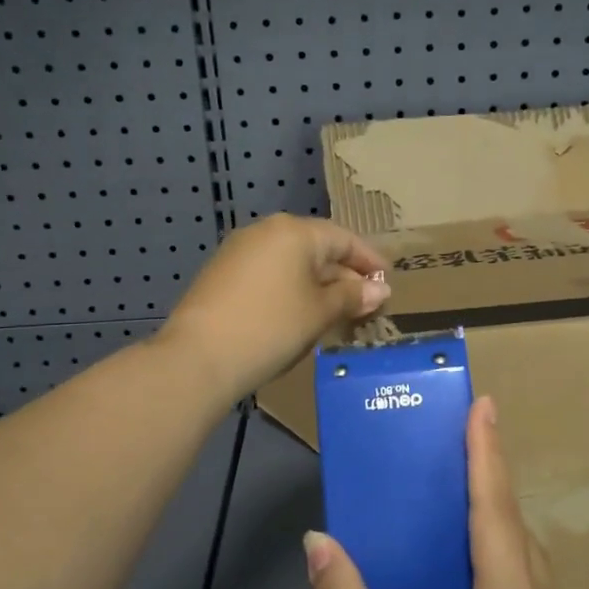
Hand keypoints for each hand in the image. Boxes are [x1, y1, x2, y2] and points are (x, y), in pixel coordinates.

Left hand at [159, 213, 390, 405]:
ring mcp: (239, 252)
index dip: (369, 261)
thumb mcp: (320, 313)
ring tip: (337, 313)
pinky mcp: (222, 274)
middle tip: (366, 304)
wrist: (198, 357)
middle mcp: (266, 231)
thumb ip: (352, 296)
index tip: (389, 282)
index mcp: (295, 231)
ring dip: (318, 285)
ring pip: (292, 263)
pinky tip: (300, 315)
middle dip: (344, 275)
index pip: (343, 238)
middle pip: (317, 248)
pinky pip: (270, 274)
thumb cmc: (271, 327)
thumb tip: (380, 289)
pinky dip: (291, 290)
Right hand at [305, 399, 588, 588]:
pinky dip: (511, 585)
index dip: (487, 451)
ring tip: (466, 531)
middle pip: (517, 535)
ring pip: (532, 573)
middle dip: (493, 492)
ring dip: (503, 542)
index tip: (484, 404)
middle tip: (464, 463)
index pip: (495, 506)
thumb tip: (317, 540)